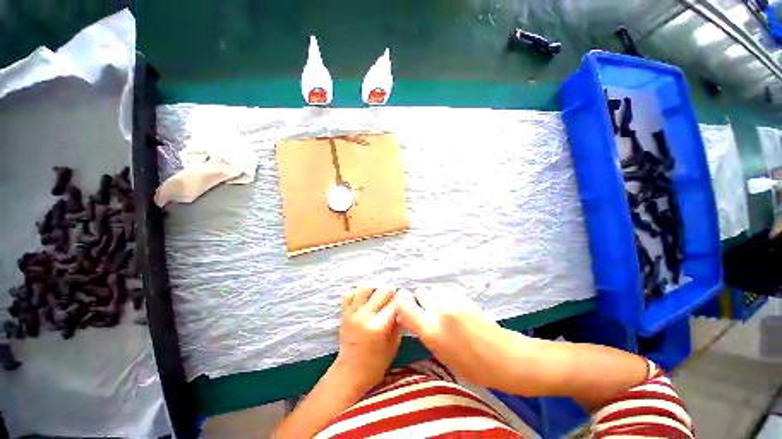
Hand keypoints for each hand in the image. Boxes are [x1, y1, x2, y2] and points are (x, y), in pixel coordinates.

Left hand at [334, 285, 401, 391]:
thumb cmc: (376, 363)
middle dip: (392, 290)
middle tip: (395, 295)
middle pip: (382, 290)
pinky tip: (366, 297)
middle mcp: (364, 316)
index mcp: (378, 327)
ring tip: (380, 293)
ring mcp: (352, 313)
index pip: (395, 303)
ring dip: (376, 287)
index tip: (408, 297)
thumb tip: (404, 304)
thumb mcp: (394, 345)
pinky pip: (350, 293)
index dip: (404, 297)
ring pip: (365, 287)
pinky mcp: (344, 312)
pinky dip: (359, 291)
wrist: (350, 372)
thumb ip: (399, 322)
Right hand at [396, 286, 509, 387]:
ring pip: (433, 290)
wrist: (504, 356)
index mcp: (431, 330)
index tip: (405, 312)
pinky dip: (446, 299)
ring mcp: (454, 301)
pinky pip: (446, 293)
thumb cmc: (471, 366)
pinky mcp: (464, 296)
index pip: (404, 306)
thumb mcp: (441, 355)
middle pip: (419, 292)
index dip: (401, 307)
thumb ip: (424, 332)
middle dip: (420, 301)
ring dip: (434, 299)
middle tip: (428, 314)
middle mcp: (440, 310)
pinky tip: (456, 312)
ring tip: (444, 313)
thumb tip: (411, 319)